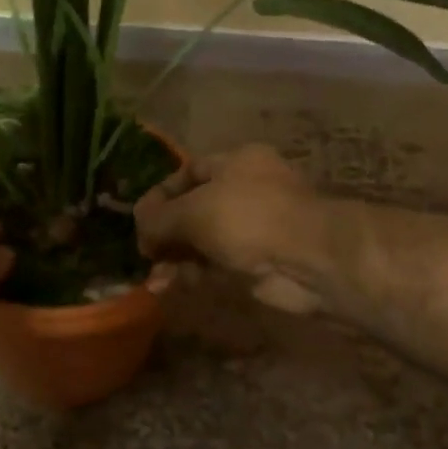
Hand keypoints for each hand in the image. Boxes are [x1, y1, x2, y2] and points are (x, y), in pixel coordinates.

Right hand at [134, 145, 326, 314]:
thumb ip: (159, 217)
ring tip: (154, 277)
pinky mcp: (256, 263)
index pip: (188, 172)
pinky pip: (216, 265)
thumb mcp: (194, 211)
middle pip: (194, 209)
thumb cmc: (248, 218)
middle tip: (144, 252)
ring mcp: (252, 229)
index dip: (160, 195)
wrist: (309, 259)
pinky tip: (170, 286)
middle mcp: (244, 191)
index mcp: (236, 162)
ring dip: (176, 257)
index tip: (138, 220)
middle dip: (165, 232)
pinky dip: (193, 274)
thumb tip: (138, 225)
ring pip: (203, 241)